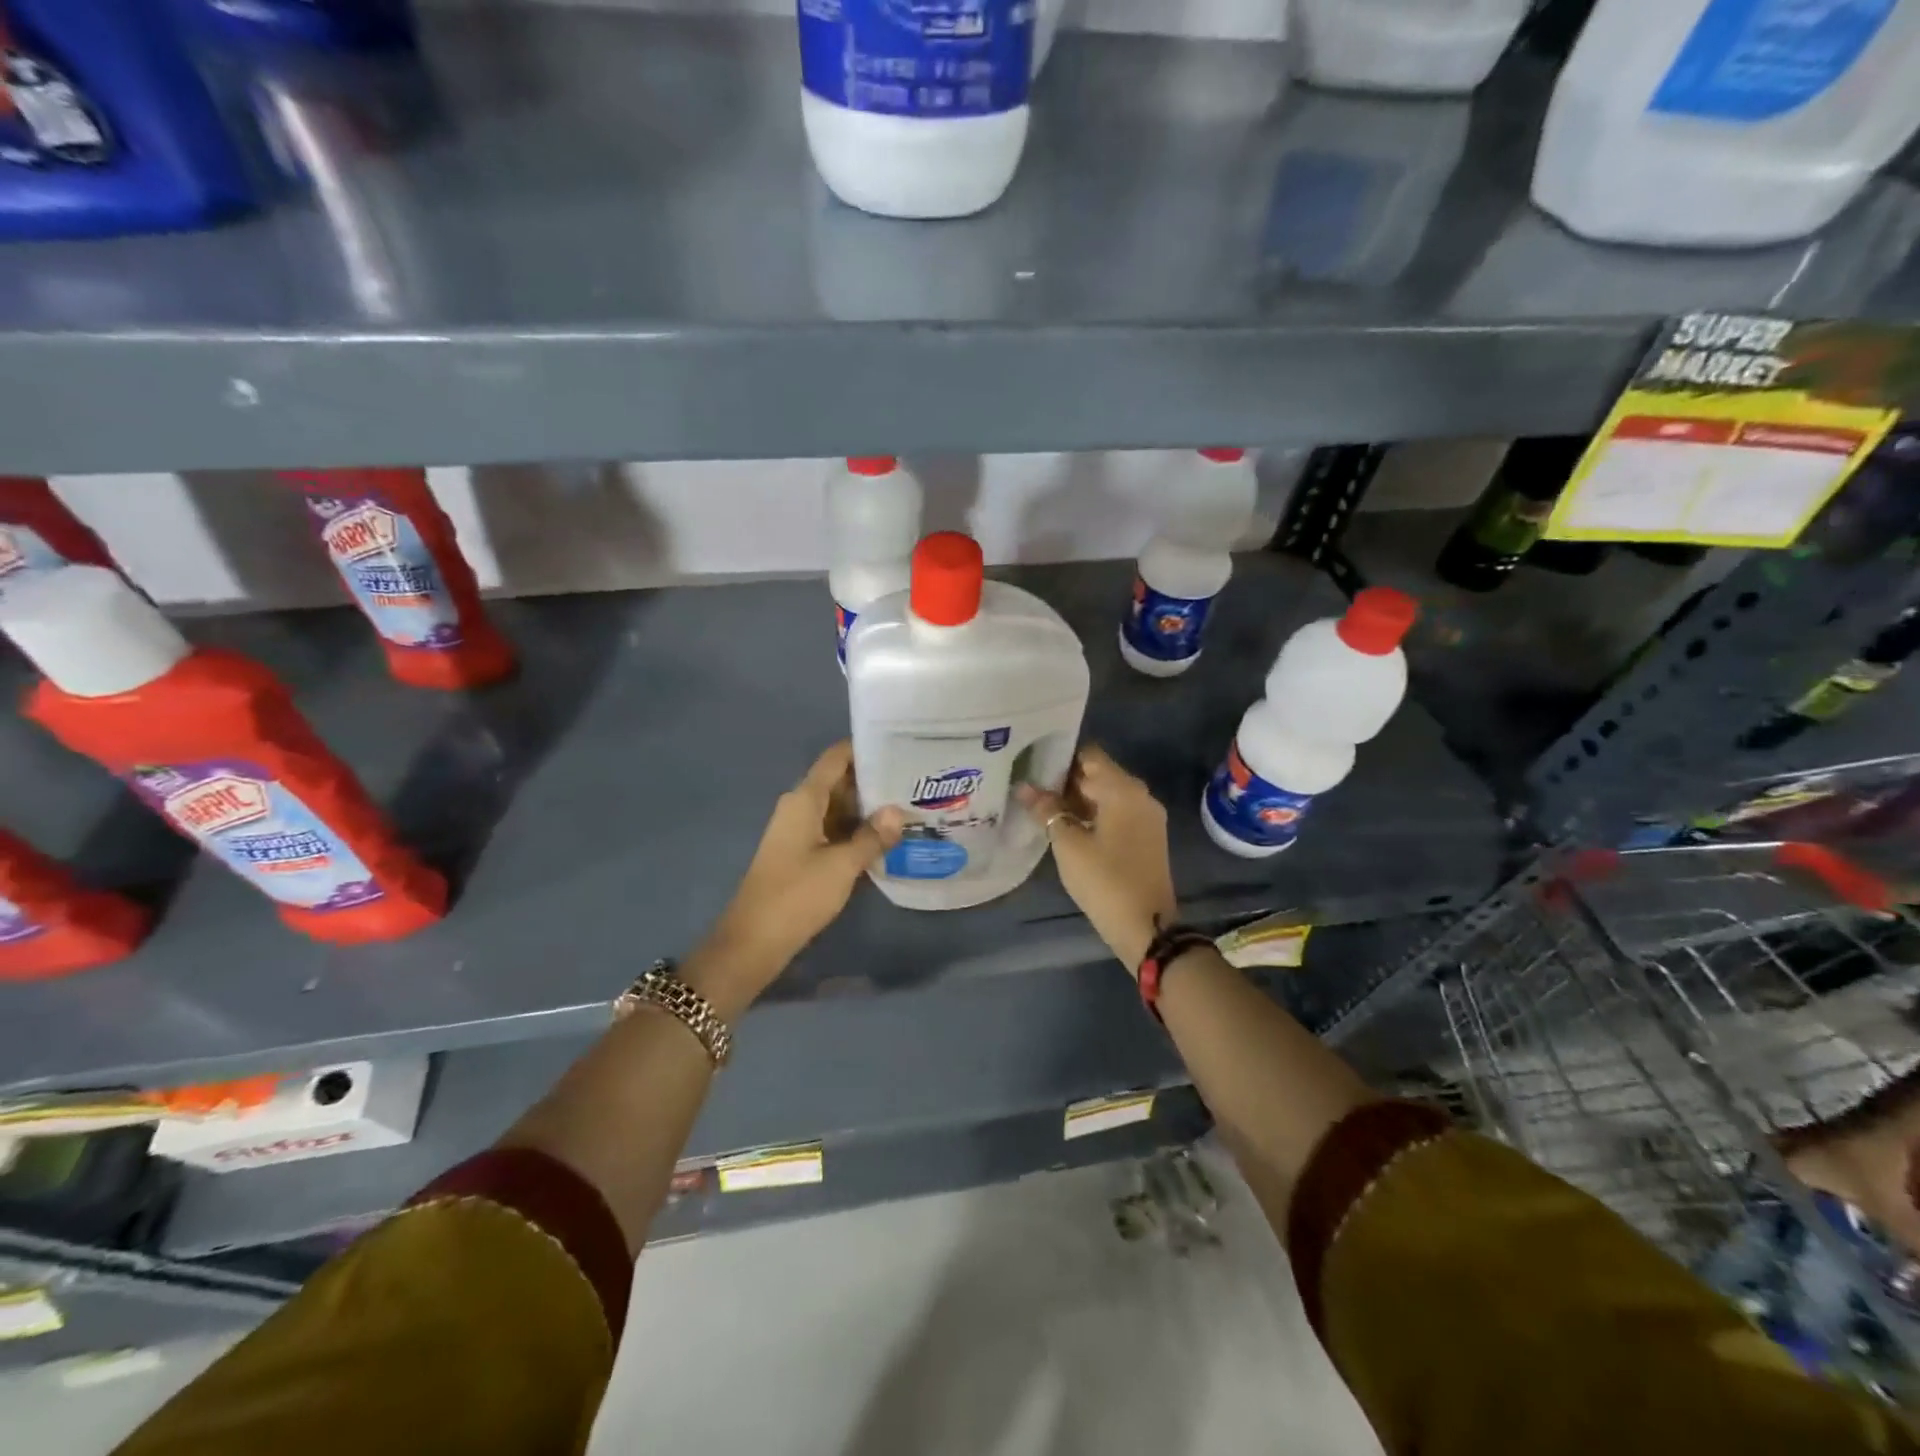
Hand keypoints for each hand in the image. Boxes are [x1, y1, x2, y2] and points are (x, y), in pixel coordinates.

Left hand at [686, 741, 903, 1016]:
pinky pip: (835, 831)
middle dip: (875, 780)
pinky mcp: (803, 854)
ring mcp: (800, 832)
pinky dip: (858, 831)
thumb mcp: (842, 866)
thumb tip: (898, 810)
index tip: (900, 744)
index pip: (836, 758)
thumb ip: (872, 836)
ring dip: (869, 809)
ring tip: (910, 805)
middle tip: (915, 779)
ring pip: (840, 809)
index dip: (865, 748)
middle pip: (840, 782)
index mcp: (804, 799)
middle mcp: (800, 808)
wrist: (754, 941)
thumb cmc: (796, 895)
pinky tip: (887, 838)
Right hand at [1019, 745, 1176, 972]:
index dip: (1060, 757)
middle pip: (1098, 774)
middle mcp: (1140, 795)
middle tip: (1030, 787)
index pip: (1089, 756)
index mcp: (1123, 789)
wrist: (1147, 927)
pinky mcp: (1146, 837)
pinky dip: (1093, 815)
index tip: (1032, 764)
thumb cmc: (1105, 880)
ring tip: (1041, 807)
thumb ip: (1047, 810)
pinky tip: (1066, 826)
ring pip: (1106, 795)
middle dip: (1065, 780)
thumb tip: (1025, 787)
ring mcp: (1147, 817)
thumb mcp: (1068, 844)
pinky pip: (1116, 814)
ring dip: (1077, 799)